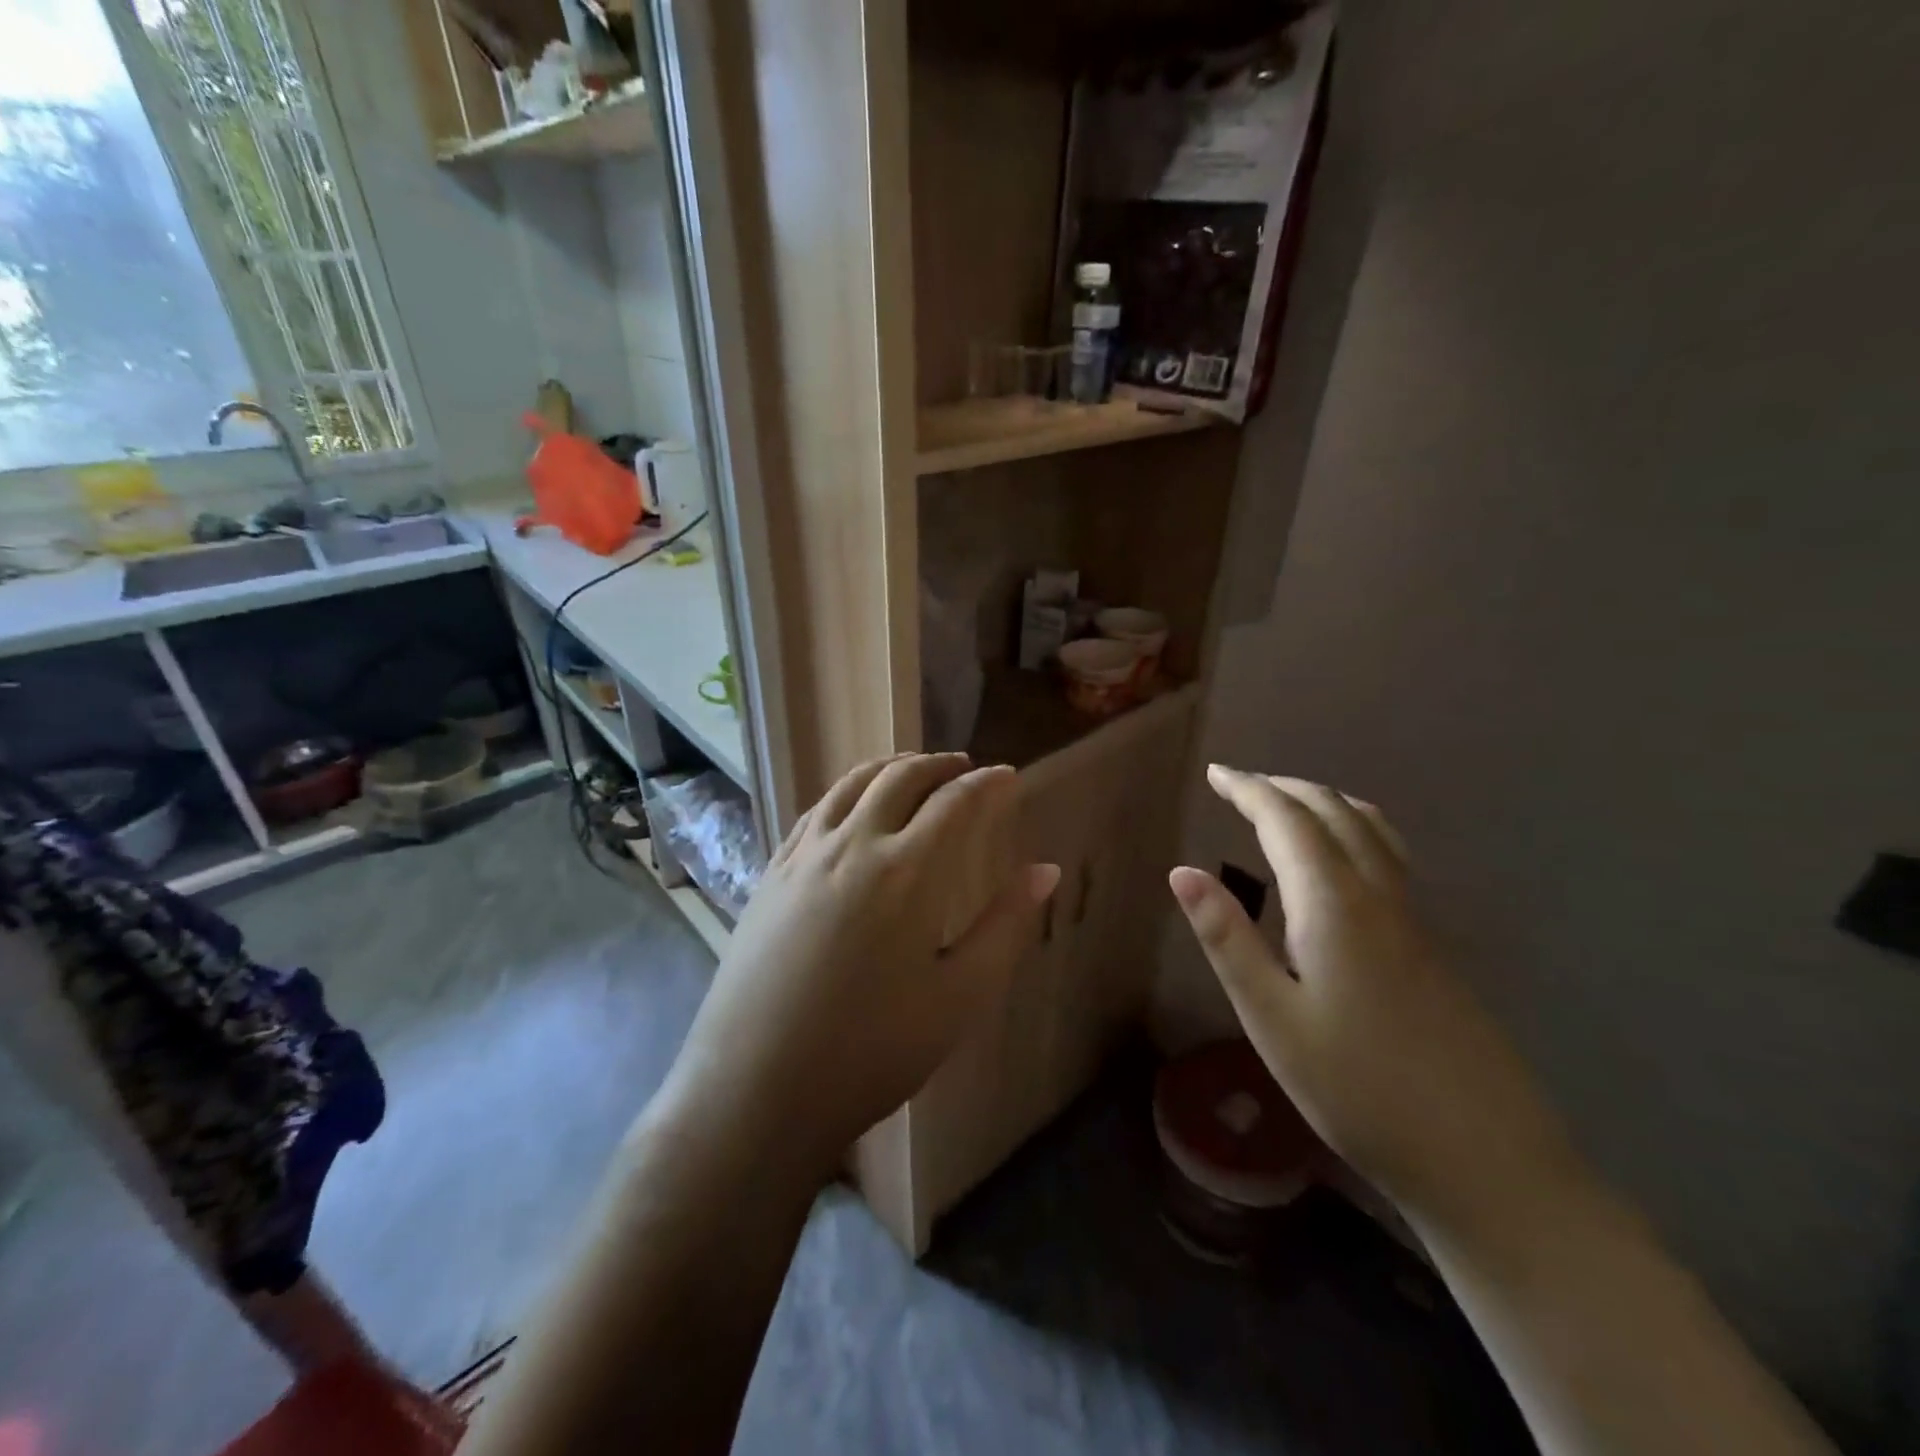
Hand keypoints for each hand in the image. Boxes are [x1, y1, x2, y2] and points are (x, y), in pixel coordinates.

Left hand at [662, 754, 1058, 1181]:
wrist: (756, 1089)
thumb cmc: (871, 1051)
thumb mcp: (959, 996)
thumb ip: (1005, 925)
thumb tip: (1045, 870)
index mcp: (905, 871)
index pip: (955, 803)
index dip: (988, 784)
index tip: (1009, 776)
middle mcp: (852, 845)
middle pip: (900, 778)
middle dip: (939, 765)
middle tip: (965, 768)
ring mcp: (803, 856)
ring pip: (851, 784)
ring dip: (891, 768)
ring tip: (914, 771)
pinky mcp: (770, 873)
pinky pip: (815, 810)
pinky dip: (846, 792)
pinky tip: (853, 808)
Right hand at [1169, 765, 1573, 1225]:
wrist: (1485, 1160)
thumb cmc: (1357, 1089)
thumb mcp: (1271, 1017)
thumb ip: (1227, 938)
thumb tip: (1181, 871)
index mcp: (1333, 904)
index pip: (1286, 820)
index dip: (1248, 790)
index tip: (1215, 773)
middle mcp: (1377, 895)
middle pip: (1334, 812)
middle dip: (1283, 787)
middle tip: (1239, 784)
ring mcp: (1412, 919)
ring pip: (1370, 829)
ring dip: (1323, 802)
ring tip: (1287, 804)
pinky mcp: (1429, 945)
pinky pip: (1388, 856)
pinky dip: (1353, 829)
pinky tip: (1342, 860)